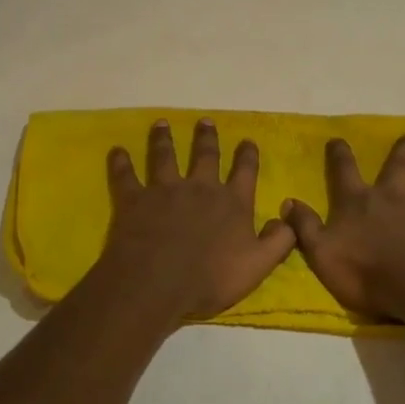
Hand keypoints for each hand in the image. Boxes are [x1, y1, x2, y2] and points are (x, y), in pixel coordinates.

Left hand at [95, 119, 296, 322]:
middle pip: (205, 155)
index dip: (247, 156)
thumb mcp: (257, 266)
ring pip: (165, 156)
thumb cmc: (210, 278)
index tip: (247, 141)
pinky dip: (121, 162)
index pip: (245, 172)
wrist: (158, 283)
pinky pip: (126, 175)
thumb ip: (278, 241)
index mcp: (232, 203)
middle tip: (205, 121)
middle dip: (207, 138)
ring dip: (164, 139)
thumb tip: (288, 217)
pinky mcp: (135, 198)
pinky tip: (117, 151)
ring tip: (162, 124)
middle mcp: (200, 187)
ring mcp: (165, 189)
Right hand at [282, 135, 404, 321]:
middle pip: (398, 166)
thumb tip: (288, 201)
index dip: (340, 154)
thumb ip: (304, 227)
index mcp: (359, 202)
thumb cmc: (365, 274)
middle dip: (403, 150)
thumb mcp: (321, 254)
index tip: (339, 139)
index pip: (345, 171)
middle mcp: (393, 196)